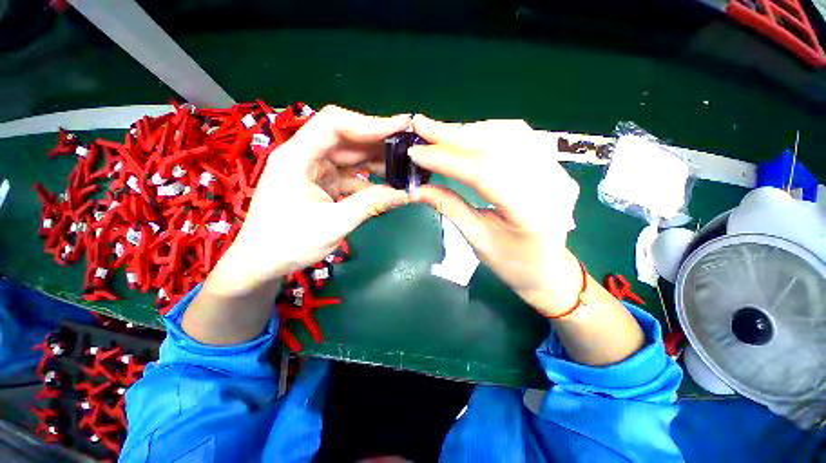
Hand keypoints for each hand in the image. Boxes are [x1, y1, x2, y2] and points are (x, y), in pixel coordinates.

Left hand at [211, 106, 410, 295]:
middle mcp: (305, 156)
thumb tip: (406, 193)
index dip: (369, 123)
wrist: (262, 263)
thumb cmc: (288, 244)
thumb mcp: (333, 224)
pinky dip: (369, 180)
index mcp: (297, 157)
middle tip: (411, 148)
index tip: (401, 128)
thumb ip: (370, 205)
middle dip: (379, 143)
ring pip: (350, 157)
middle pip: (346, 139)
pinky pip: (349, 176)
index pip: (334, 124)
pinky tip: (388, 186)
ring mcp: (314, 170)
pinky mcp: (321, 184)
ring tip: (405, 167)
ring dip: (377, 162)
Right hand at [409, 115, 582, 316]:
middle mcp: (550, 184)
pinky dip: (490, 131)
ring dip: (470, 131)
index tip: (417, 151)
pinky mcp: (554, 164)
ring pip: (510, 134)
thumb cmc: (511, 263)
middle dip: (454, 136)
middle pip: (496, 148)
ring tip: (440, 132)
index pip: (483, 173)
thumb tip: (416, 188)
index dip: (447, 159)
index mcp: (530, 214)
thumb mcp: (476, 239)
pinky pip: (521, 137)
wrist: (547, 269)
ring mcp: (557, 170)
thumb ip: (448, 207)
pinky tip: (470, 133)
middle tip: (422, 126)